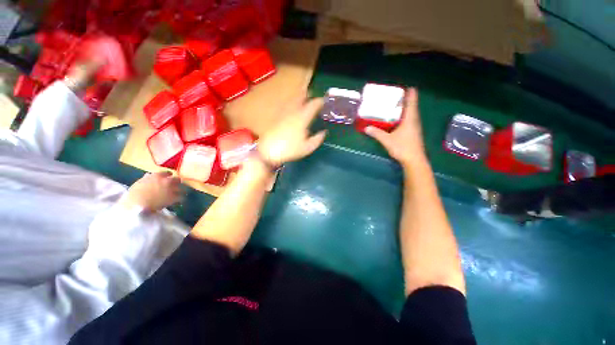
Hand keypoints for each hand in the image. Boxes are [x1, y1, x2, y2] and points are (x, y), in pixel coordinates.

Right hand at [120, 172, 182, 211]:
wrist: (137, 205)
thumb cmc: (134, 194)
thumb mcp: (139, 183)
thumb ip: (147, 178)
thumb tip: (149, 175)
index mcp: (157, 176)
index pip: (168, 173)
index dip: (168, 176)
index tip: (168, 179)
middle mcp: (167, 180)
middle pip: (177, 179)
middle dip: (176, 183)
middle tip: (174, 187)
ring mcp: (172, 188)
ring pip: (182, 188)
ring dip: (179, 191)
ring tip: (177, 194)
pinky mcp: (174, 197)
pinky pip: (182, 197)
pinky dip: (180, 199)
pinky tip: (178, 201)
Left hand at [257, 92, 326, 165]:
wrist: (268, 150)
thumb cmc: (290, 150)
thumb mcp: (307, 148)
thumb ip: (317, 139)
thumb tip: (324, 132)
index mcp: (302, 118)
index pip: (313, 105)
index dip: (320, 101)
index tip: (325, 102)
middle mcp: (293, 111)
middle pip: (302, 97)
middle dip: (309, 95)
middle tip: (314, 96)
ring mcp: (283, 112)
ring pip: (293, 100)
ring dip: (300, 97)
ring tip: (304, 98)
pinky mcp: (277, 116)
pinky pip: (286, 105)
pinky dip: (291, 103)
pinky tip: (292, 108)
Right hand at [365, 88, 426, 167]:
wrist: (414, 160)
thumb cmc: (402, 147)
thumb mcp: (387, 140)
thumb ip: (377, 133)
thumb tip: (366, 128)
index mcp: (410, 119)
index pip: (412, 102)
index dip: (411, 94)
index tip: (408, 87)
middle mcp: (414, 121)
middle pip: (412, 107)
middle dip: (407, 100)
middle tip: (398, 96)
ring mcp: (415, 128)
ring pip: (411, 114)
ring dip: (406, 109)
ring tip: (397, 106)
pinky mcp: (414, 134)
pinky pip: (410, 121)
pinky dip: (405, 117)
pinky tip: (398, 120)